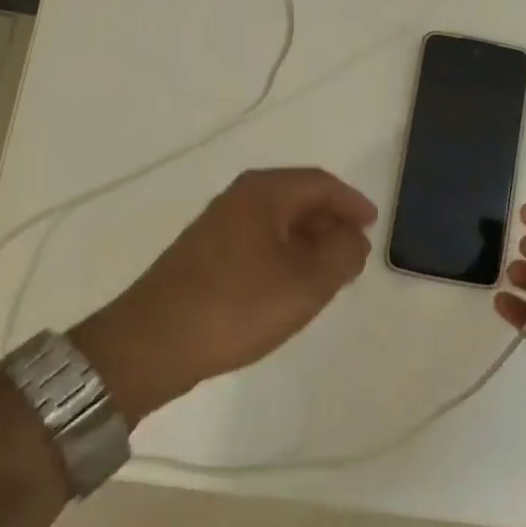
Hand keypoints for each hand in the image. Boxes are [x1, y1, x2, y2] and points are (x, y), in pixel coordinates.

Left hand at [71, 168, 376, 422]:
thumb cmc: (238, 305)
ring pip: (277, 223)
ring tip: (329, 275)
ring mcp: (217, 226)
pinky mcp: (204, 254)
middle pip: (298, 199)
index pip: (320, 184)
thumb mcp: (307, 282)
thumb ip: (342, 253)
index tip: (372, 227)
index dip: (352, 203)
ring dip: (308, 243)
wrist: (153, 342)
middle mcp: (238, 198)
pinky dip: (283, 256)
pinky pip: (258, 242)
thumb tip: (353, 237)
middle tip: (354, 255)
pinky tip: (289, 287)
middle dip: (331, 223)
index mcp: (264, 192)